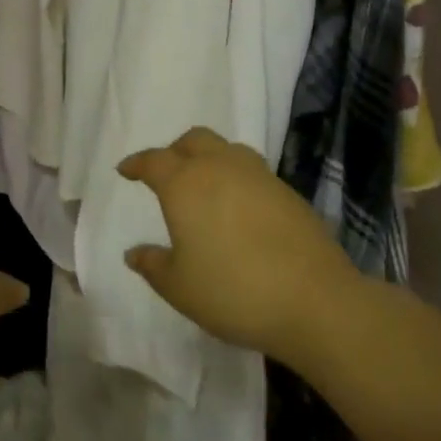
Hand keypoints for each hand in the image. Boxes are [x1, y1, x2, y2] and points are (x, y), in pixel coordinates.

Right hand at [118, 127, 351, 363]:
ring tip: (205, 185)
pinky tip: (239, 207)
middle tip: (167, 172)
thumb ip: (153, 265)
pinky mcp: (288, 192)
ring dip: (210, 158)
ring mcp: (259, 176)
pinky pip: (253, 171)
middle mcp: (220, 168)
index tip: (125, 170)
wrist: (315, 300)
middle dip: (175, 150)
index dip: (136, 164)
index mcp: (185, 184)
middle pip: (194, 140)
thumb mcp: (179, 287)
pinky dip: (237, 178)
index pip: (153, 161)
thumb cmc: (233, 291)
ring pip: (227, 149)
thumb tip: (134, 253)